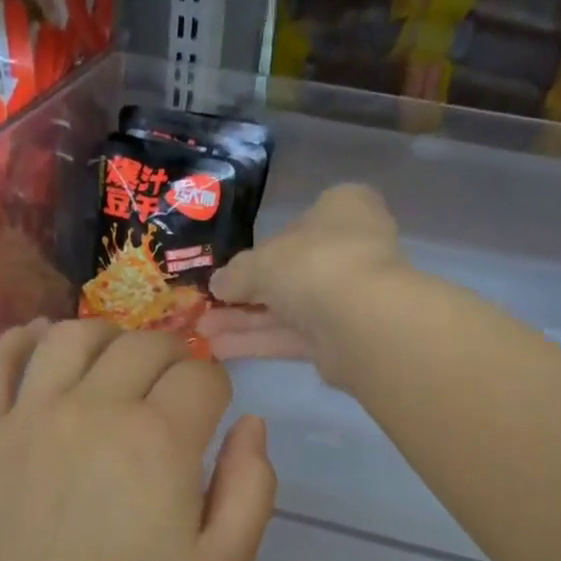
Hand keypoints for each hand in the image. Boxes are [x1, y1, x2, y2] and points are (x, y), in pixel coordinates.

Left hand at [0, 318, 276, 560]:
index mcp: (158, 441)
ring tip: (117, 364)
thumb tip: (249, 424)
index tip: (213, 416)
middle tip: (174, 392)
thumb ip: (252, 486)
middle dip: (172, 359)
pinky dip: (19, 340)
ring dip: (107, 338)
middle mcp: (92, 410)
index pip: (201, 376)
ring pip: (71, 337)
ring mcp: (27, 418)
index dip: (217, 390)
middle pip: (142, 346)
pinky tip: (40, 343)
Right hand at [201, 184, 409, 385]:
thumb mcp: (260, 261)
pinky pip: (292, 337)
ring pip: (287, 309)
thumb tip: (217, 284)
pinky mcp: (340, 338)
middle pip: (289, 272)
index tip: (232, 266)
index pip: (299, 223)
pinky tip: (219, 349)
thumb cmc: (312, 264)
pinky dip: (258, 342)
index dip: (263, 246)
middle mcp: (349, 249)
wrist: (358, 320)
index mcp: (341, 210)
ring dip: (244, 321)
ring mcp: (347, 297)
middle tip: (207, 306)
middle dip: (245, 293)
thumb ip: (235, 273)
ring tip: (202, 332)